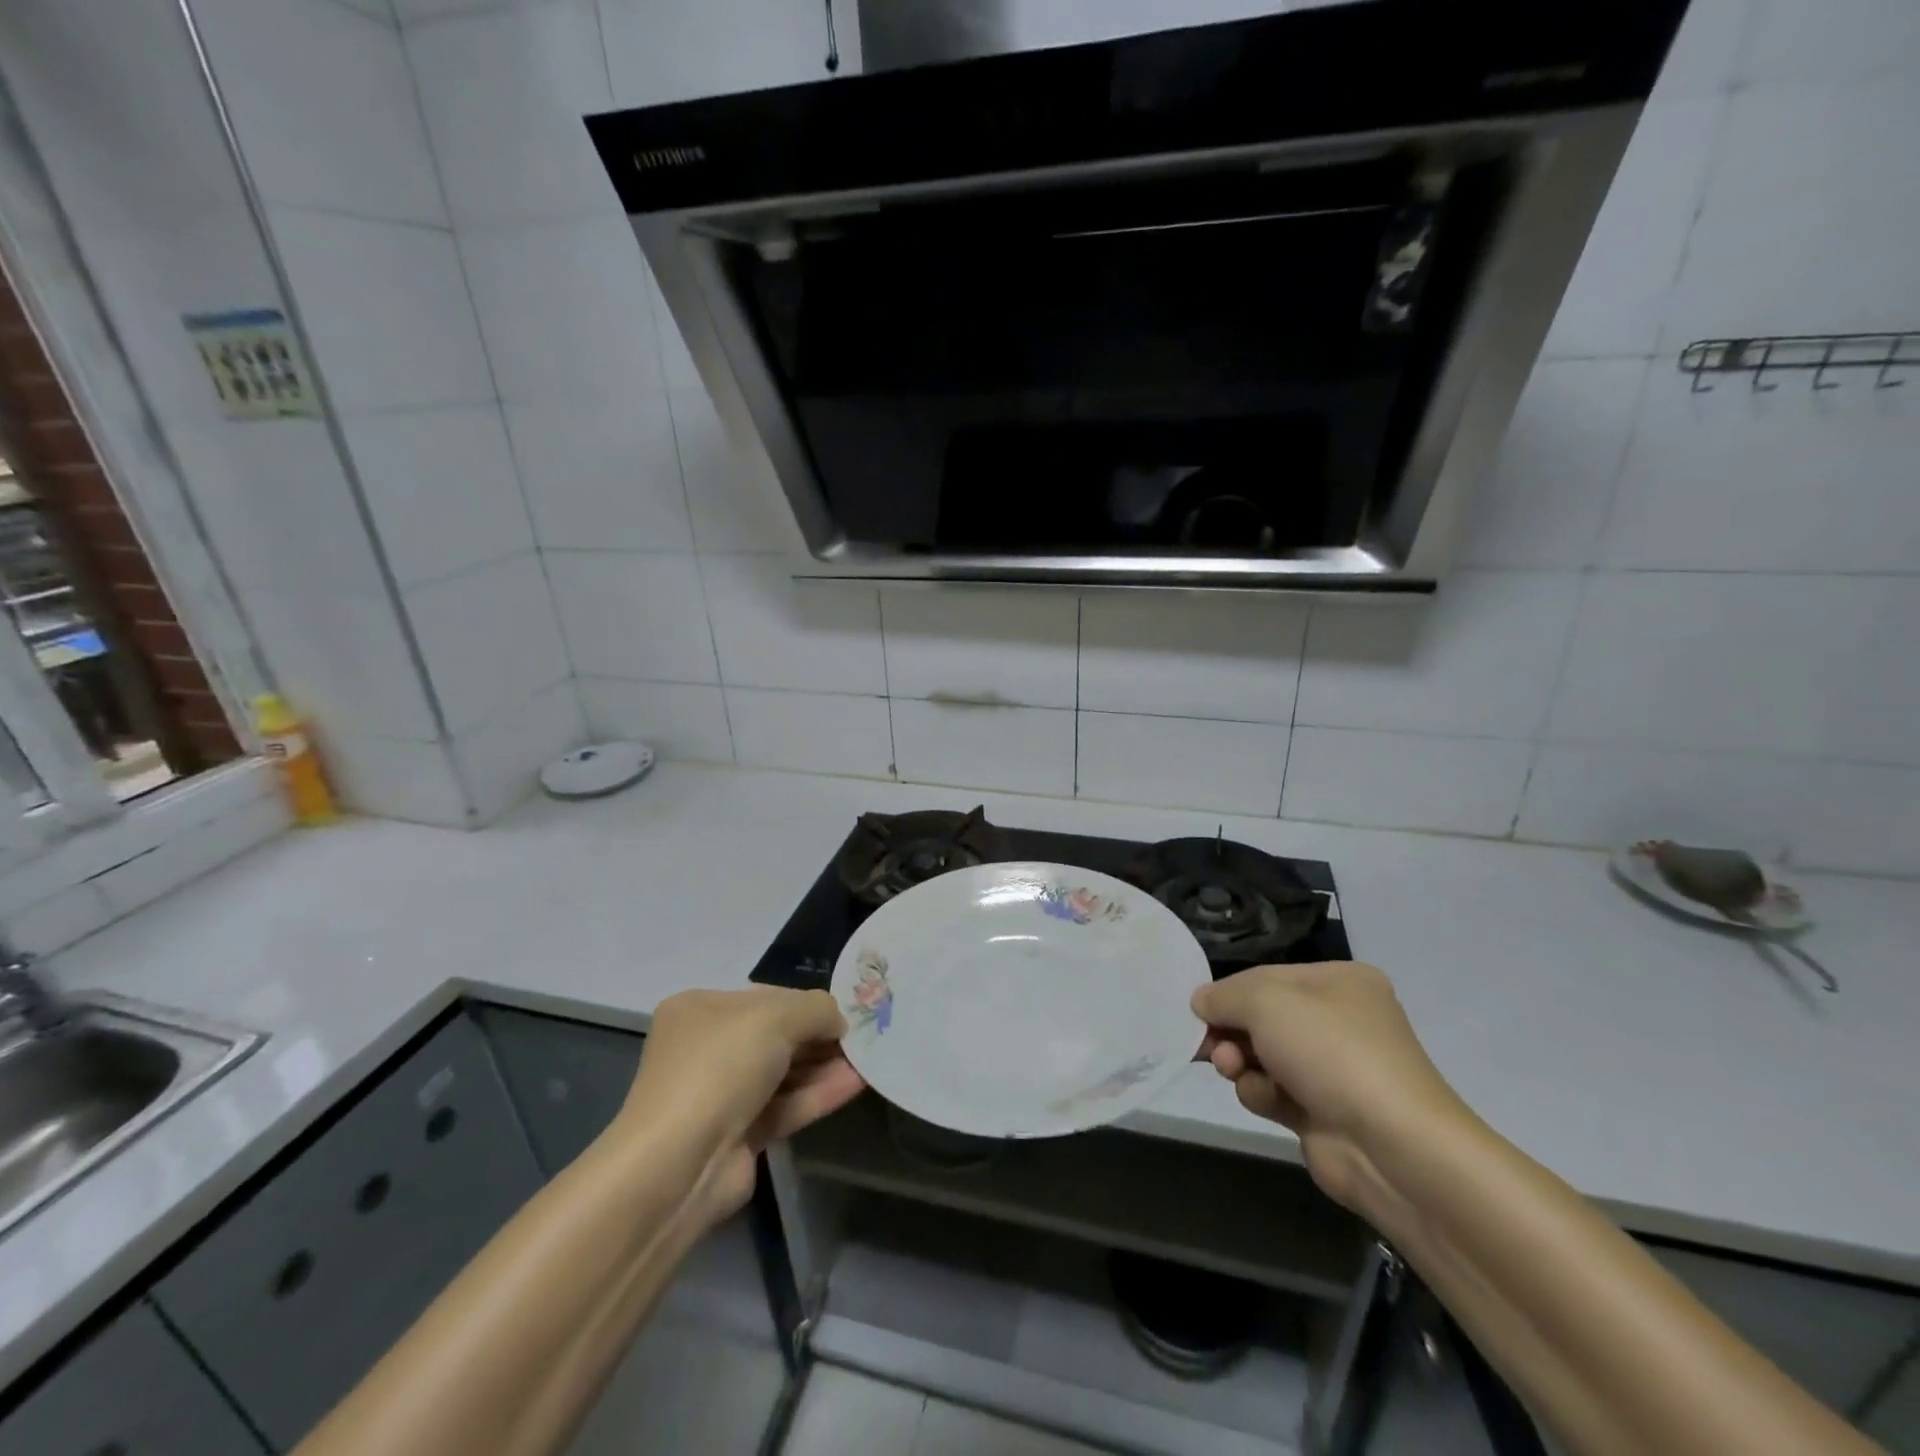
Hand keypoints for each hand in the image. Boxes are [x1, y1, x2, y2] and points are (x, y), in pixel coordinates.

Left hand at [621, 988, 865, 1226]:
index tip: (846, 1009)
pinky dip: (818, 1094)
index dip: (806, 1003)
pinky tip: (856, 1083)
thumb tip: (840, 1020)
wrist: (680, 1164)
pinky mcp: (739, 1135)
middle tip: (864, 1034)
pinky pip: (786, 1105)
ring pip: (784, 1073)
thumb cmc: (720, 1068)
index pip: (765, 998)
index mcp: (700, 1010)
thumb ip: (816, 1009)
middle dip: (819, 1034)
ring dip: (824, 1065)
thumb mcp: (775, 1017)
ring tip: (869, 1057)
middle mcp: (707, 1049)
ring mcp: (721, 1095)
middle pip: (776, 1035)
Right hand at [1193, 963, 1465, 1212]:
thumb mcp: (1265, 1001)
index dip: (1228, 993)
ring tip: (1234, 1071)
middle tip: (1209, 1046)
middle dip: (1230, 1032)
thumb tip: (1200, 1002)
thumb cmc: (1330, 1051)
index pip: (1265, 977)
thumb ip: (1223, 995)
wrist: (1393, 1147)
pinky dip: (1261, 1093)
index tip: (1196, 1011)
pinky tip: (1265, 1099)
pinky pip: (1274, 1092)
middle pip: (1261, 1018)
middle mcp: (1339, 1020)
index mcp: (1338, 982)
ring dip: (1240, 1063)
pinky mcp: (1323, 1112)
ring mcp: (1333, 1069)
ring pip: (1262, 1056)